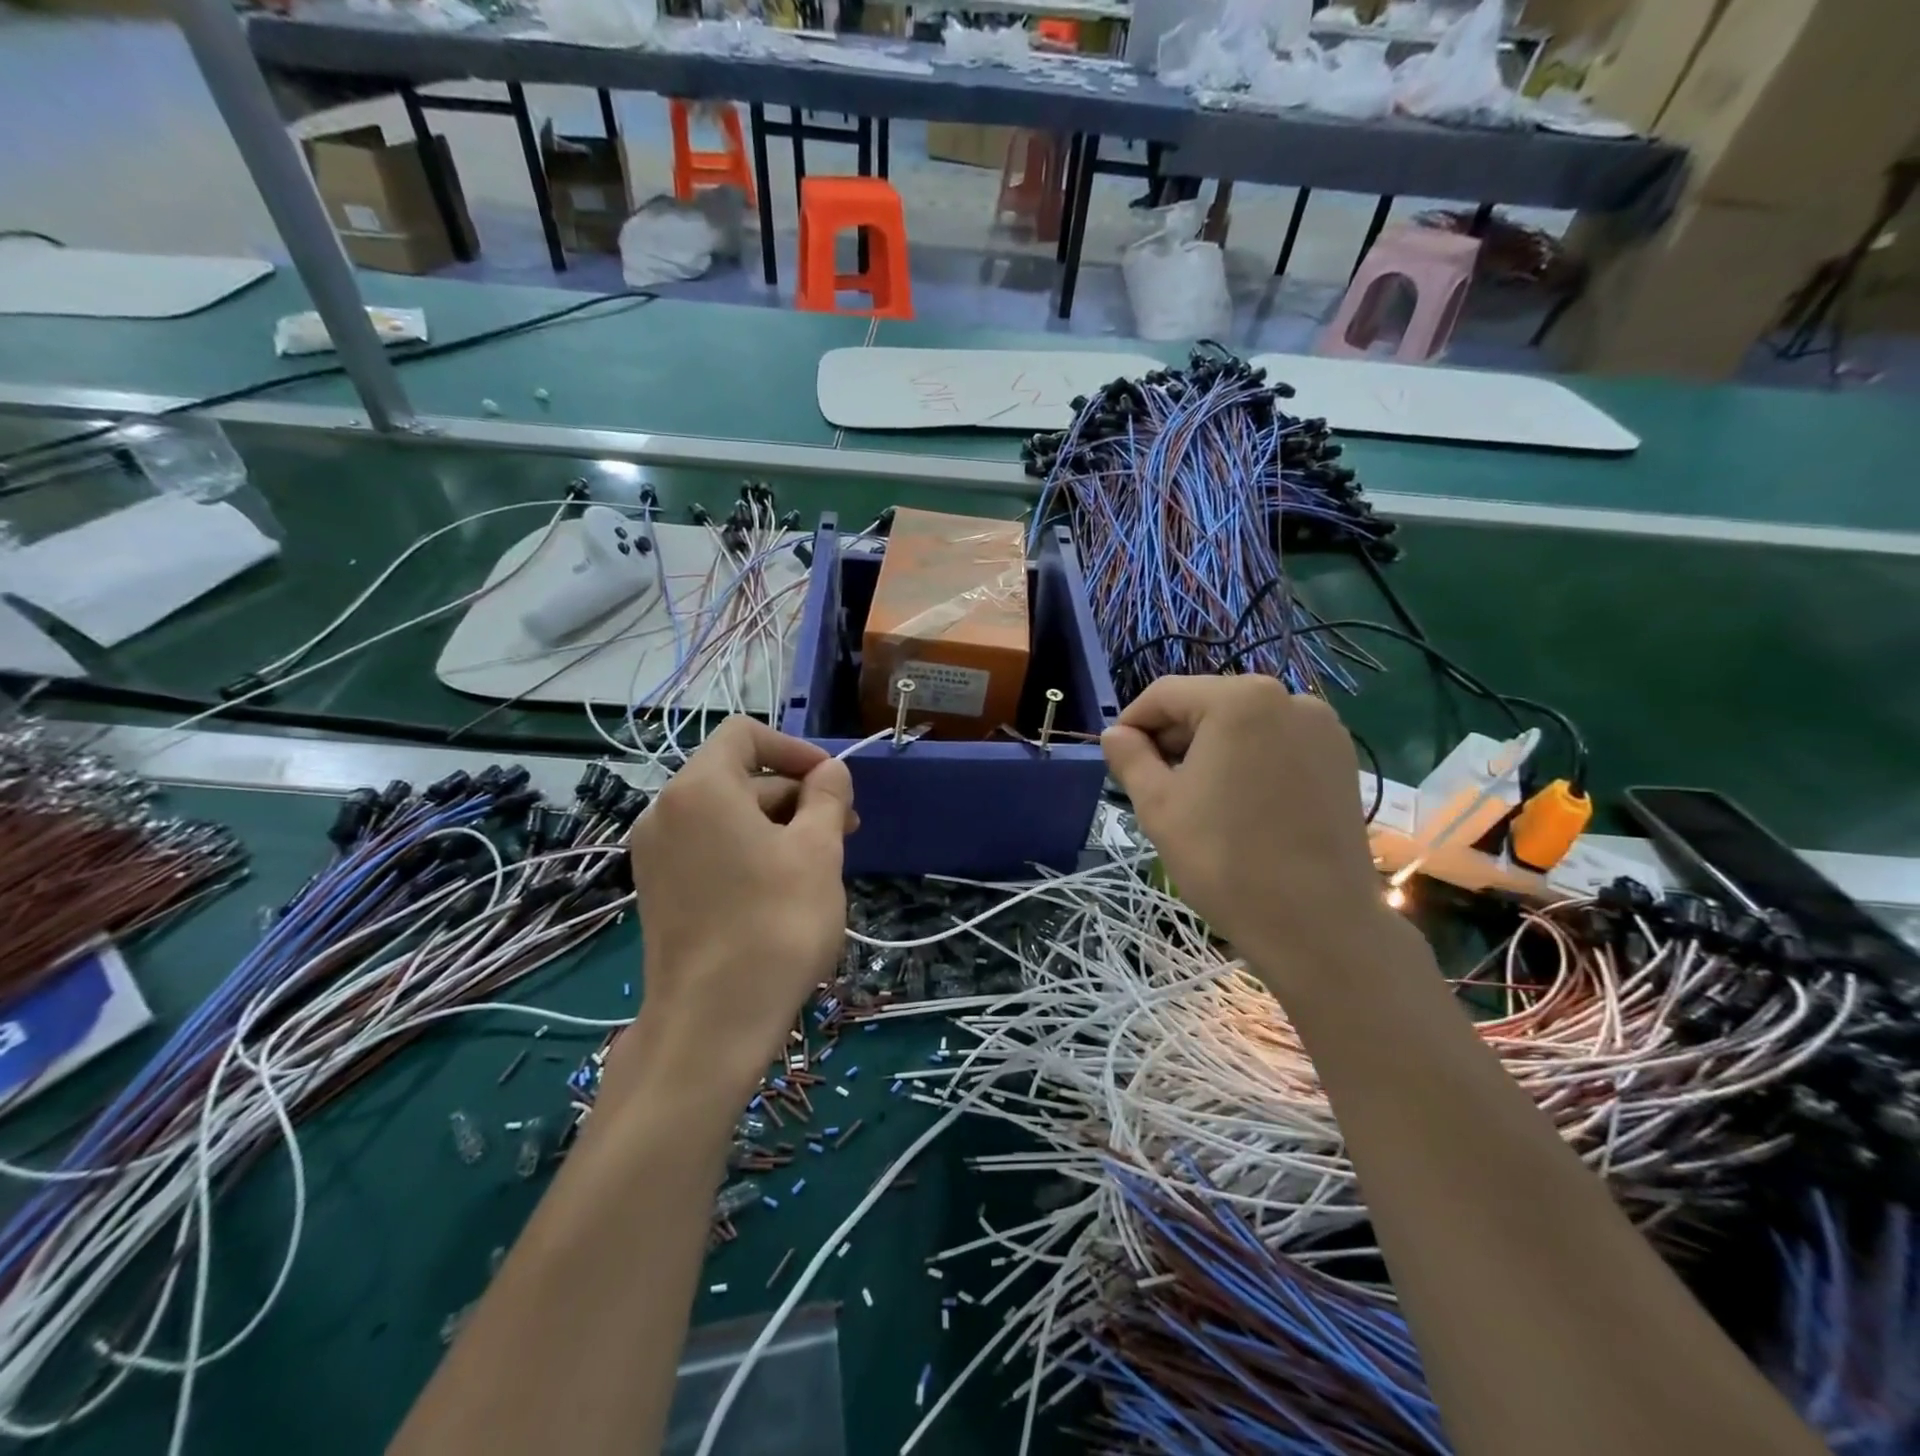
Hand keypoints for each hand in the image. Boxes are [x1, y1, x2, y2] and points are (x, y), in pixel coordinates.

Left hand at [619, 718, 855, 1111]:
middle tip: (843, 831)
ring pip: (726, 816)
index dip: (794, 749)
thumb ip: (827, 797)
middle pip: (738, 776)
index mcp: (700, 789)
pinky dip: (748, 851)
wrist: (712, 1023)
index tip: (832, 784)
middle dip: (794, 794)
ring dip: (777, 825)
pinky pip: (709, 848)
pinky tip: (784, 887)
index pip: (745, 734)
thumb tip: (830, 772)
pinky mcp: (658, 890)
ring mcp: (655, 854)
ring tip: (821, 863)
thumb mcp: (817, 851)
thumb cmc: (775, 924)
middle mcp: (666, 811)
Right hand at [1101, 676, 1387, 974]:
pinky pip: (1278, 745)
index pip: (1165, 694)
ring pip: (1244, 725)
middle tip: (1152, 784)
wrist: (1316, 924)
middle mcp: (1288, 697)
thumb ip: (1129, 758)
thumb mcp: (1158, 805)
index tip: (1117, 759)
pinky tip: (1239, 804)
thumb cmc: (1224, 859)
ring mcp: (1322, 728)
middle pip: (1208, 704)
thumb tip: (1114, 734)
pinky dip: (1249, 761)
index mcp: (1239, 699)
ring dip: (1210, 750)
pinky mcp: (1342, 759)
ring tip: (1196, 798)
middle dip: (1173, 738)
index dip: (1132, 723)